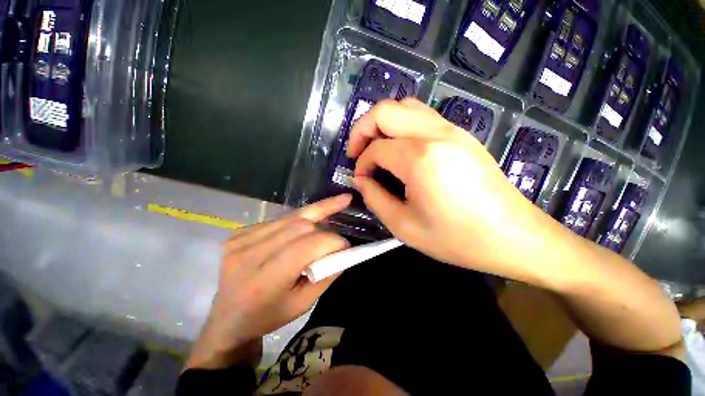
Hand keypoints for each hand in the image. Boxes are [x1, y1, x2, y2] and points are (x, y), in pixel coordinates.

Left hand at [185, 195, 351, 369]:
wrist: (228, 317)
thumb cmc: (268, 315)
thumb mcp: (303, 304)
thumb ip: (326, 275)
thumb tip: (344, 250)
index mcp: (265, 280)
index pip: (308, 246)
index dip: (333, 242)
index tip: (346, 246)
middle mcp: (250, 254)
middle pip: (301, 226)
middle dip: (325, 229)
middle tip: (337, 236)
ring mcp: (241, 240)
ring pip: (291, 217)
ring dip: (315, 214)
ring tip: (337, 203)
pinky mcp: (239, 232)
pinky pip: (279, 219)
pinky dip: (298, 220)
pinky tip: (304, 225)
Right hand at [348, 98, 549, 276]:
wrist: (514, 236)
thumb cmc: (457, 238)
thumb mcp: (404, 226)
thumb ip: (374, 198)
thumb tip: (361, 179)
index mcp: (420, 158)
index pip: (376, 149)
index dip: (362, 164)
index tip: (362, 181)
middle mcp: (436, 134)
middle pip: (385, 110)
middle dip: (362, 129)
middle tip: (357, 153)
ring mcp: (452, 130)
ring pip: (405, 106)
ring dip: (382, 124)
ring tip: (376, 148)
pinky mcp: (462, 135)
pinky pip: (422, 116)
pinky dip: (401, 126)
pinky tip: (400, 150)